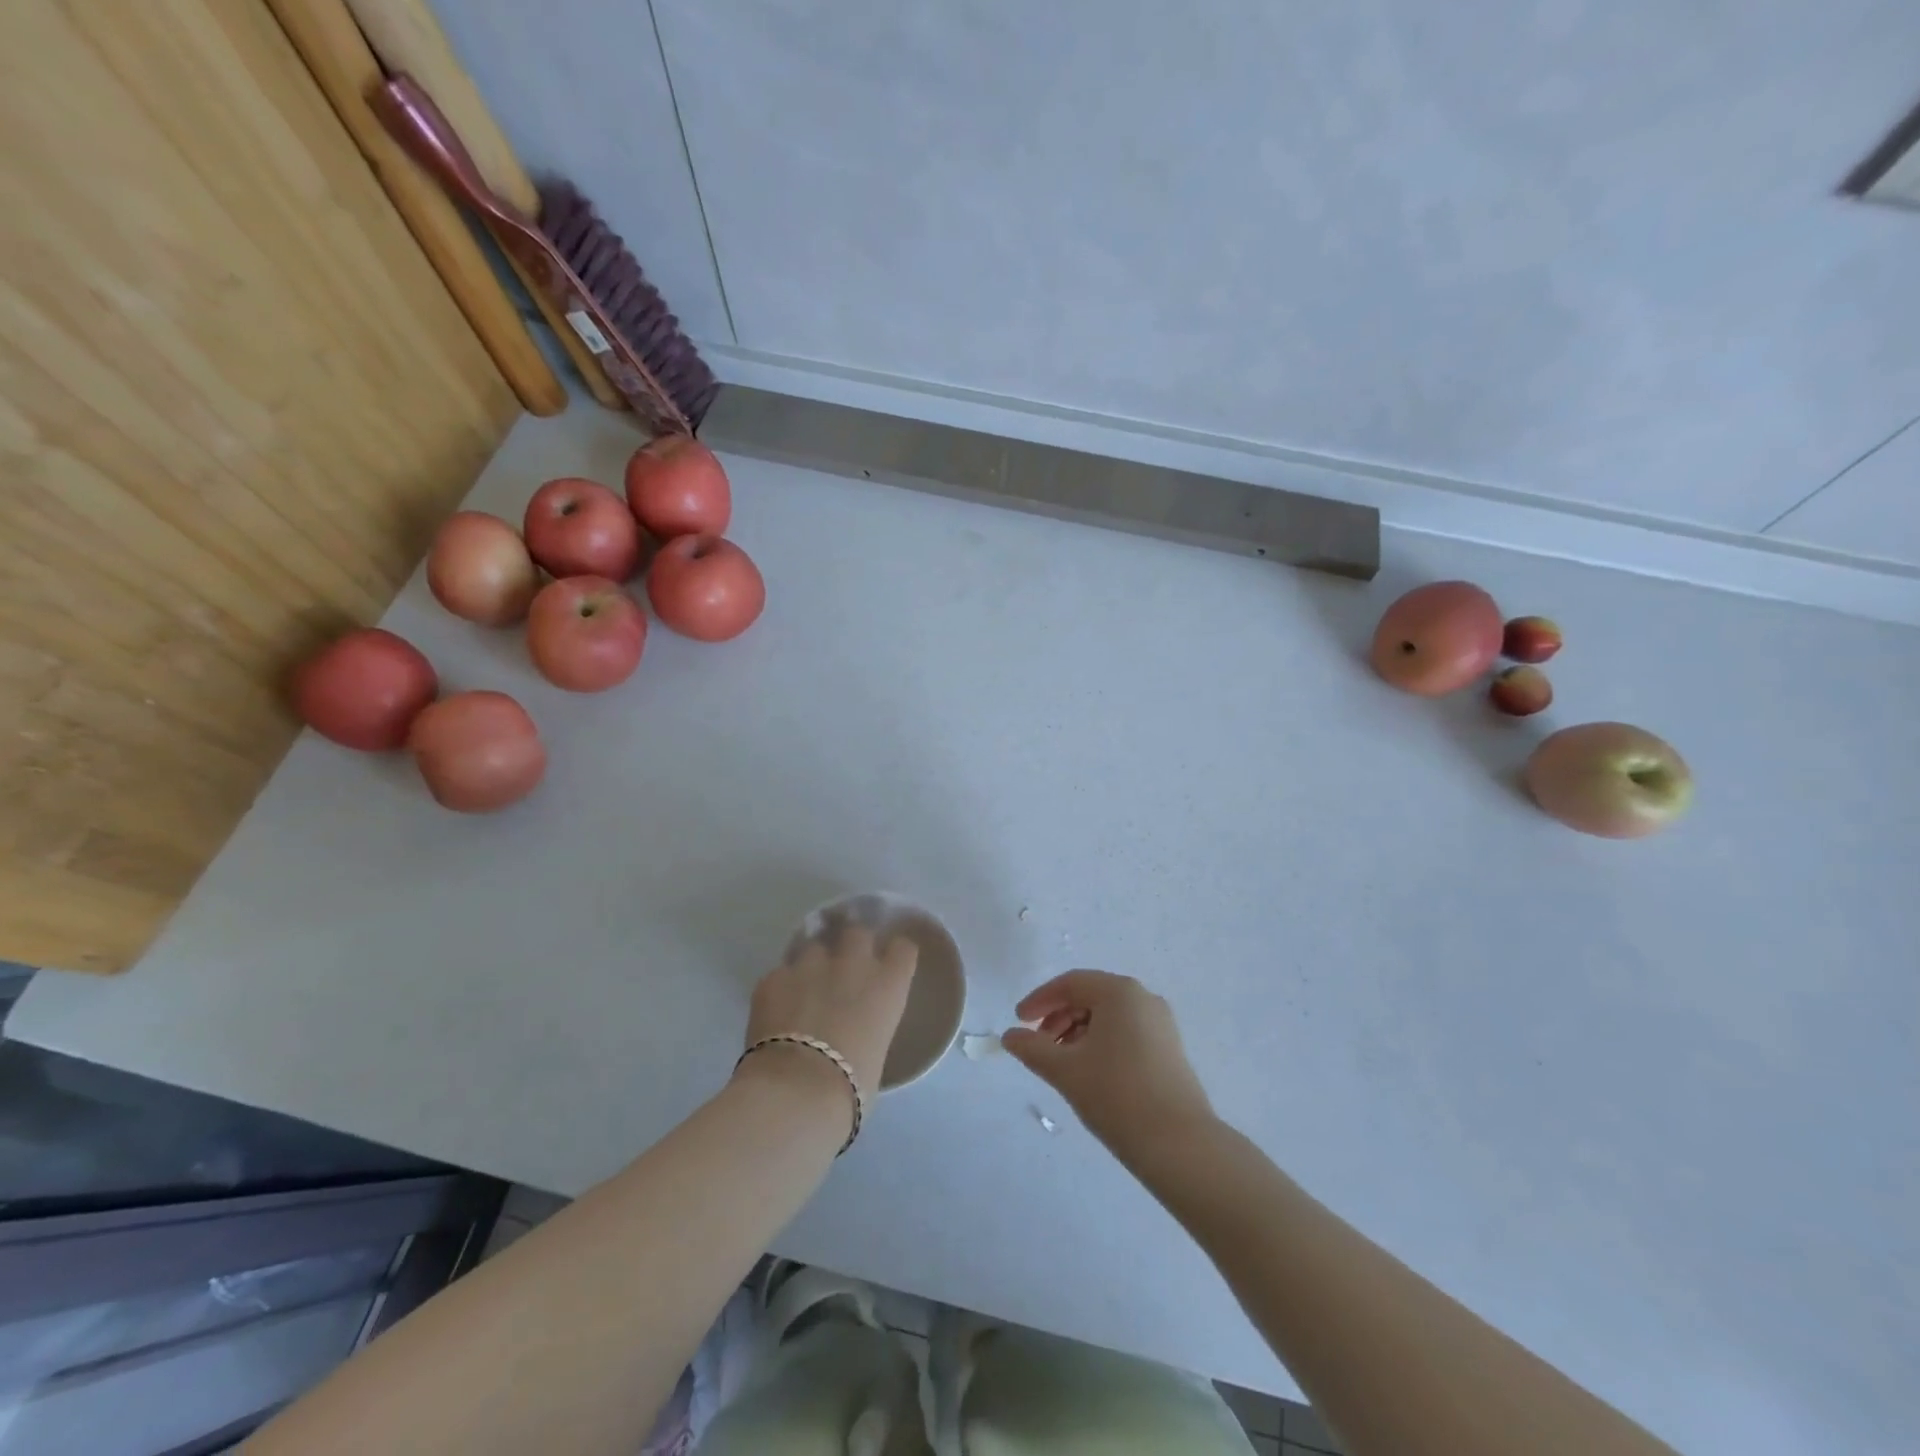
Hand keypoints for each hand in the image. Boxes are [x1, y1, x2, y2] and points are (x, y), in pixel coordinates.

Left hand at [744, 924, 918, 1098]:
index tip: (890, 963)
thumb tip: (855, 1033)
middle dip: (852, 944)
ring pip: (814, 947)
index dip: (896, 954)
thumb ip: (870, 1028)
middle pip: (858, 932)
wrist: (795, 1091)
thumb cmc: (850, 1087)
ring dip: (813, 963)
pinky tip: (775, 1008)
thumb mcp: (877, 1054)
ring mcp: (810, 965)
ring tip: (805, 986)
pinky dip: (780, 987)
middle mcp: (853, 964)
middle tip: (845, 966)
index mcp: (887, 984)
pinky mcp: (773, 978)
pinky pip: (780, 974)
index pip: (903, 948)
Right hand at [1003, 971, 1214, 1155]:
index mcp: (1119, 992)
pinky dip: (1101, 1043)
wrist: (1180, 1145)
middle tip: (1038, 1046)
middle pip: (1090, 996)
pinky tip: (1089, 1072)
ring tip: (1061, 1063)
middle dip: (1059, 1017)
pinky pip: (1126, 1032)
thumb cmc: (1117, 1095)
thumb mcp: (1066, 1070)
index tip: (1018, 1022)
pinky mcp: (1169, 1049)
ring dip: (1078, 1032)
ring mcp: (1161, 1023)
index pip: (1070, 983)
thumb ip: (1032, 1048)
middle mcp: (1143, 998)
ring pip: (1108, 1016)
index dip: (1040, 1000)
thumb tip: (1009, 1036)